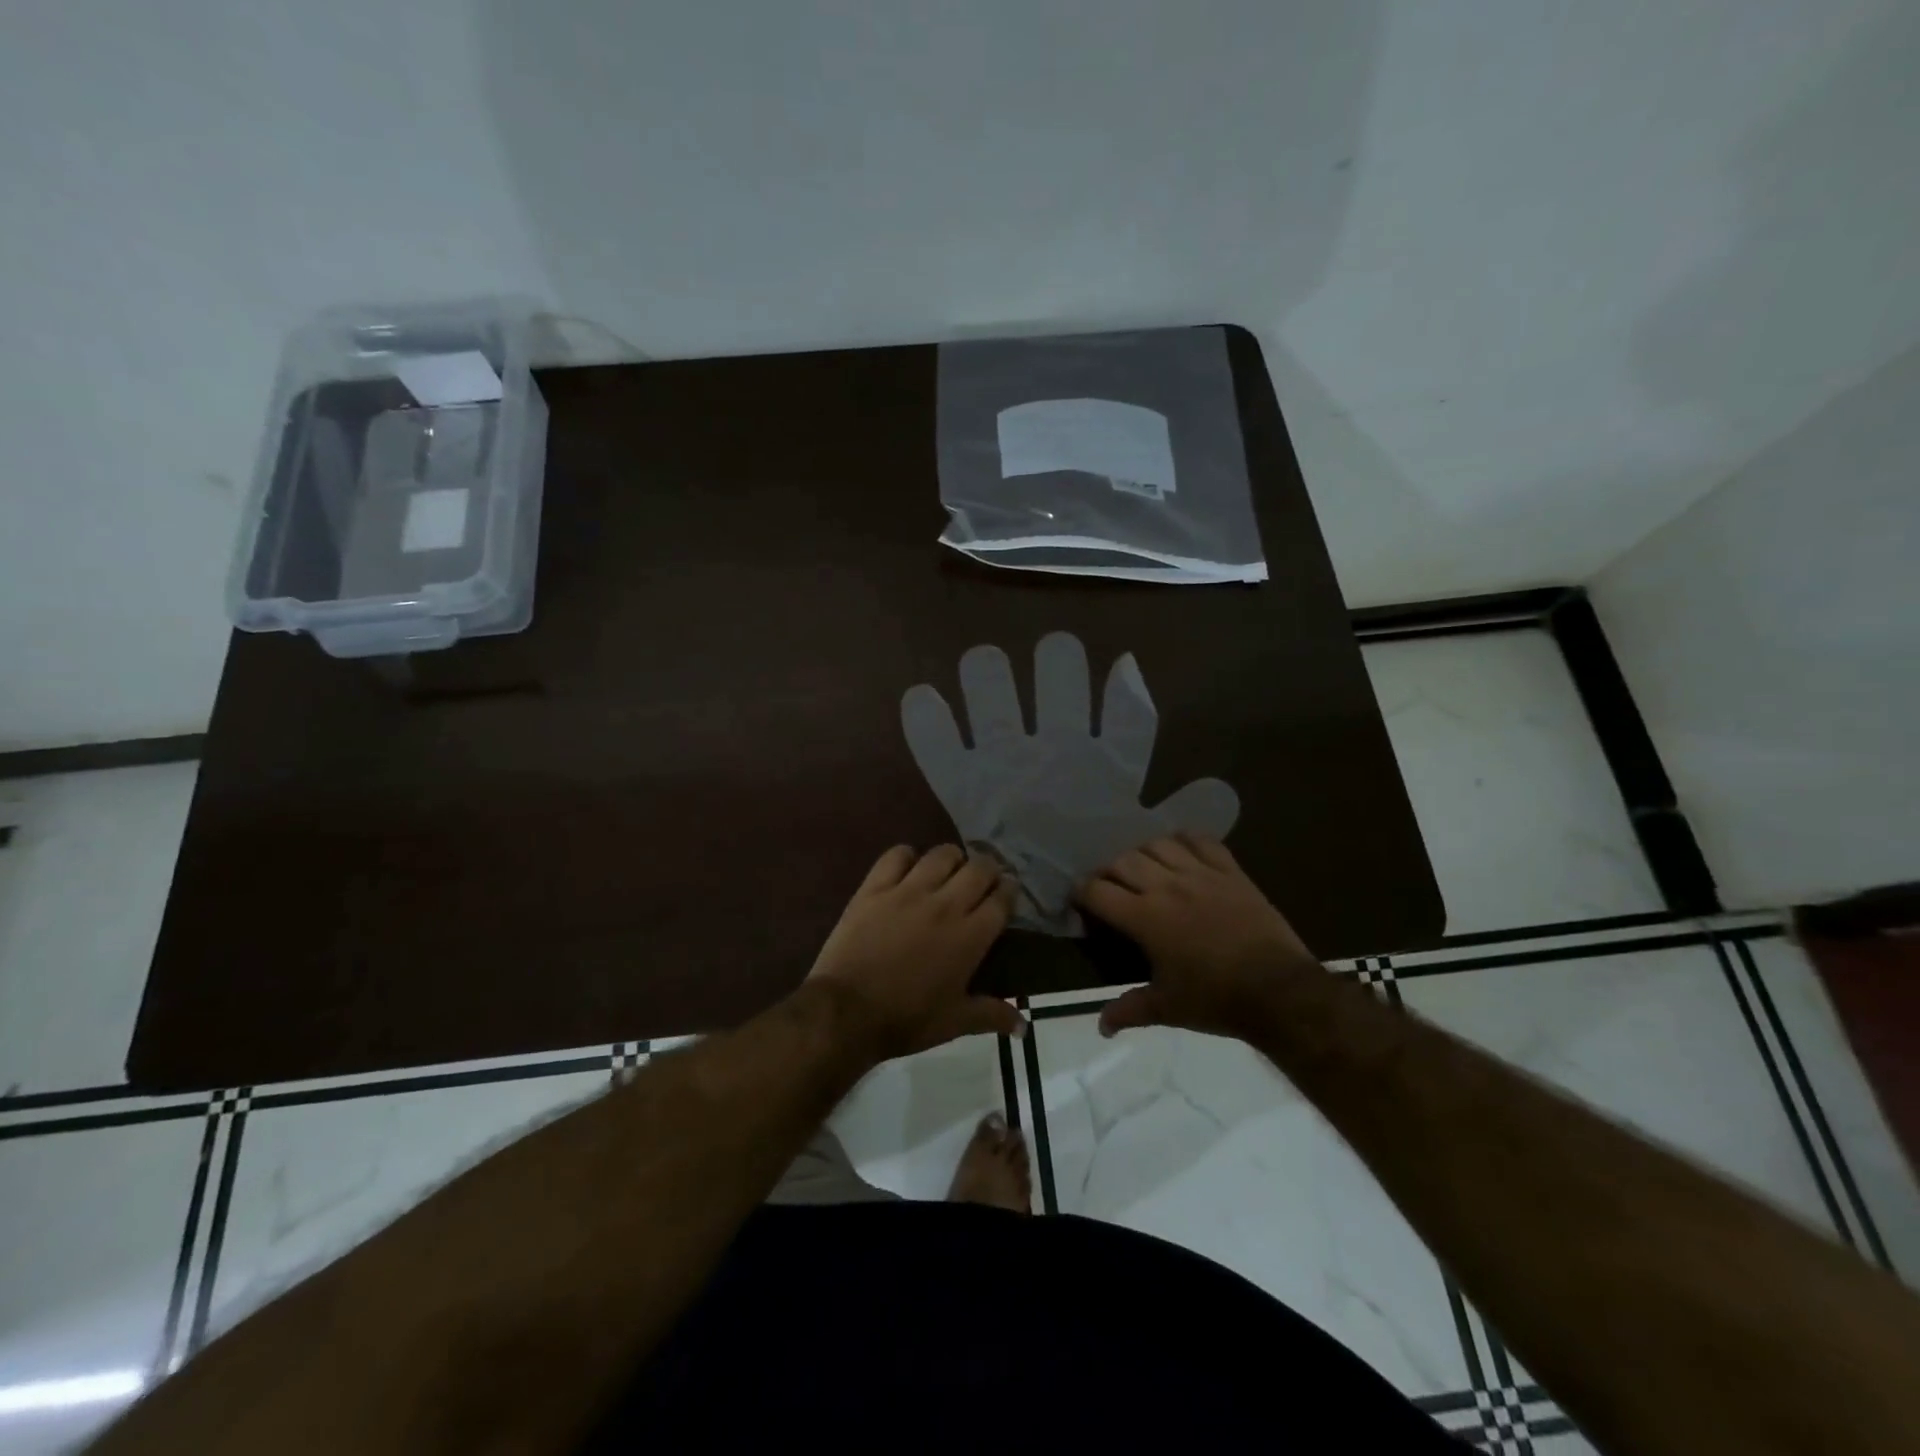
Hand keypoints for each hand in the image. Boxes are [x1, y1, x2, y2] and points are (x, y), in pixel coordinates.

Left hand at [807, 844, 1022, 1059]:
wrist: (846, 1012)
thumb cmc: (906, 1020)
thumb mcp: (955, 1022)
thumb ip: (992, 1015)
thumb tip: (1024, 1027)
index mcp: (970, 936)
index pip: (1002, 898)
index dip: (1010, 890)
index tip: (1007, 892)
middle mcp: (945, 905)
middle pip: (979, 868)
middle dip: (988, 869)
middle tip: (983, 879)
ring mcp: (908, 891)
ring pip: (942, 854)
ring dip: (953, 858)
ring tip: (950, 869)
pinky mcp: (875, 887)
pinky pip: (896, 855)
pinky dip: (907, 856)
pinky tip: (908, 868)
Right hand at [1075, 834, 1320, 1039]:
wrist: (1280, 992)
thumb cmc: (1217, 1000)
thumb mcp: (1167, 1008)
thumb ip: (1129, 1010)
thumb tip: (1102, 1025)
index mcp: (1145, 918)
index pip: (1097, 891)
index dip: (1081, 892)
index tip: (1080, 901)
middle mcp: (1167, 887)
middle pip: (1122, 860)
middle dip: (1108, 871)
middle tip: (1110, 888)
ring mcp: (1201, 874)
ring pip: (1158, 844)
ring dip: (1143, 853)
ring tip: (1144, 869)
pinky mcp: (1230, 871)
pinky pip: (1201, 841)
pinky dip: (1185, 840)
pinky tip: (1180, 851)